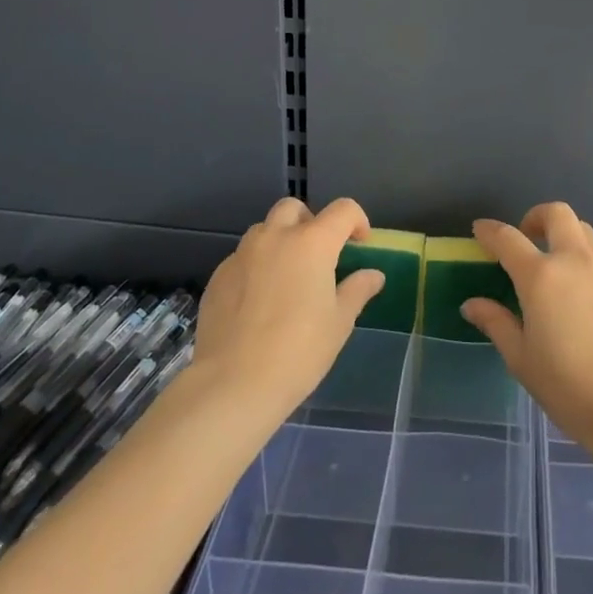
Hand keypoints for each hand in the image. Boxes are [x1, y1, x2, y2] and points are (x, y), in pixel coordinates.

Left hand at [191, 197, 384, 416]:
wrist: (232, 385)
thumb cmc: (298, 351)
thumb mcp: (339, 323)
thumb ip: (357, 290)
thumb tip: (374, 275)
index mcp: (312, 243)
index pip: (343, 210)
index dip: (357, 221)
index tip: (360, 245)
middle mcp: (275, 237)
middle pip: (294, 208)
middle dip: (310, 222)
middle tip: (318, 255)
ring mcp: (242, 255)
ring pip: (264, 231)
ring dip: (279, 242)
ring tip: (286, 278)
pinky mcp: (218, 277)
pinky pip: (242, 259)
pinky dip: (256, 267)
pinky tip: (258, 303)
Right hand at [461, 203, 592, 455]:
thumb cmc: (567, 386)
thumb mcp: (521, 359)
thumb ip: (496, 323)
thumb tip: (472, 304)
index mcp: (541, 276)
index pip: (507, 238)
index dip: (489, 230)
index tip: (480, 230)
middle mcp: (574, 261)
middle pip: (556, 213)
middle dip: (536, 216)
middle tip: (527, 237)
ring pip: (584, 232)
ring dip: (565, 236)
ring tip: (556, 266)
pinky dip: (587, 267)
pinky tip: (585, 302)